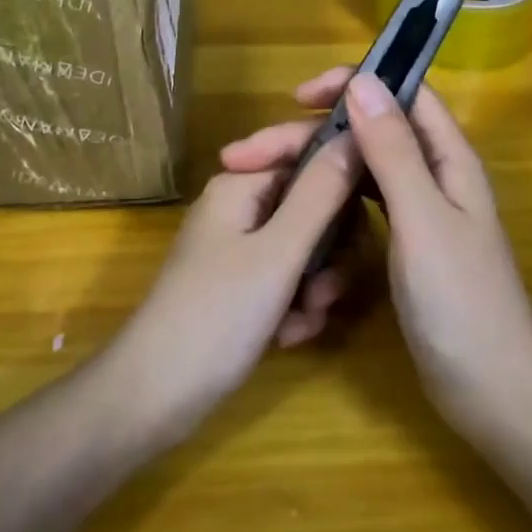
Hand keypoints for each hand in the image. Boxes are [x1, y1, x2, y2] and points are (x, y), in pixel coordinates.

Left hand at [107, 131, 360, 444]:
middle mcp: (241, 207)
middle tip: (327, 289)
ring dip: (317, 285)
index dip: (343, 176)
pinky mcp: (243, 287)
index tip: (375, 210)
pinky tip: (287, 337)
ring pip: (308, 248)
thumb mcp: (278, 252)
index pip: (308, 153)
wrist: (156, 396)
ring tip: (305, 319)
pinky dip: (297, 307)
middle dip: (331, 249)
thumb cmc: (216, 315)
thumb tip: (356, 135)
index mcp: (242, 184)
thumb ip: (322, 193)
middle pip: (313, 205)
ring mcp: (241, 249)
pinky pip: (290, 281)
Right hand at [222, 68, 531, 431]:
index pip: (404, 94)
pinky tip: (303, 209)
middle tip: (254, 151)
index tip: (299, 98)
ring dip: (320, 165)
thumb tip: (363, 81)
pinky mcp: (408, 244)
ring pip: (364, 168)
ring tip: (267, 177)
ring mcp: (421, 213)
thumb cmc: (459, 300)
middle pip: (373, 131)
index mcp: (449, 159)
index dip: (355, 83)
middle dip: (316, 133)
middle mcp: (436, 176)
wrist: (491, 391)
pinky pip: (365, 204)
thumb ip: (393, 150)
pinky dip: (333, 199)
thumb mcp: (421, 217)